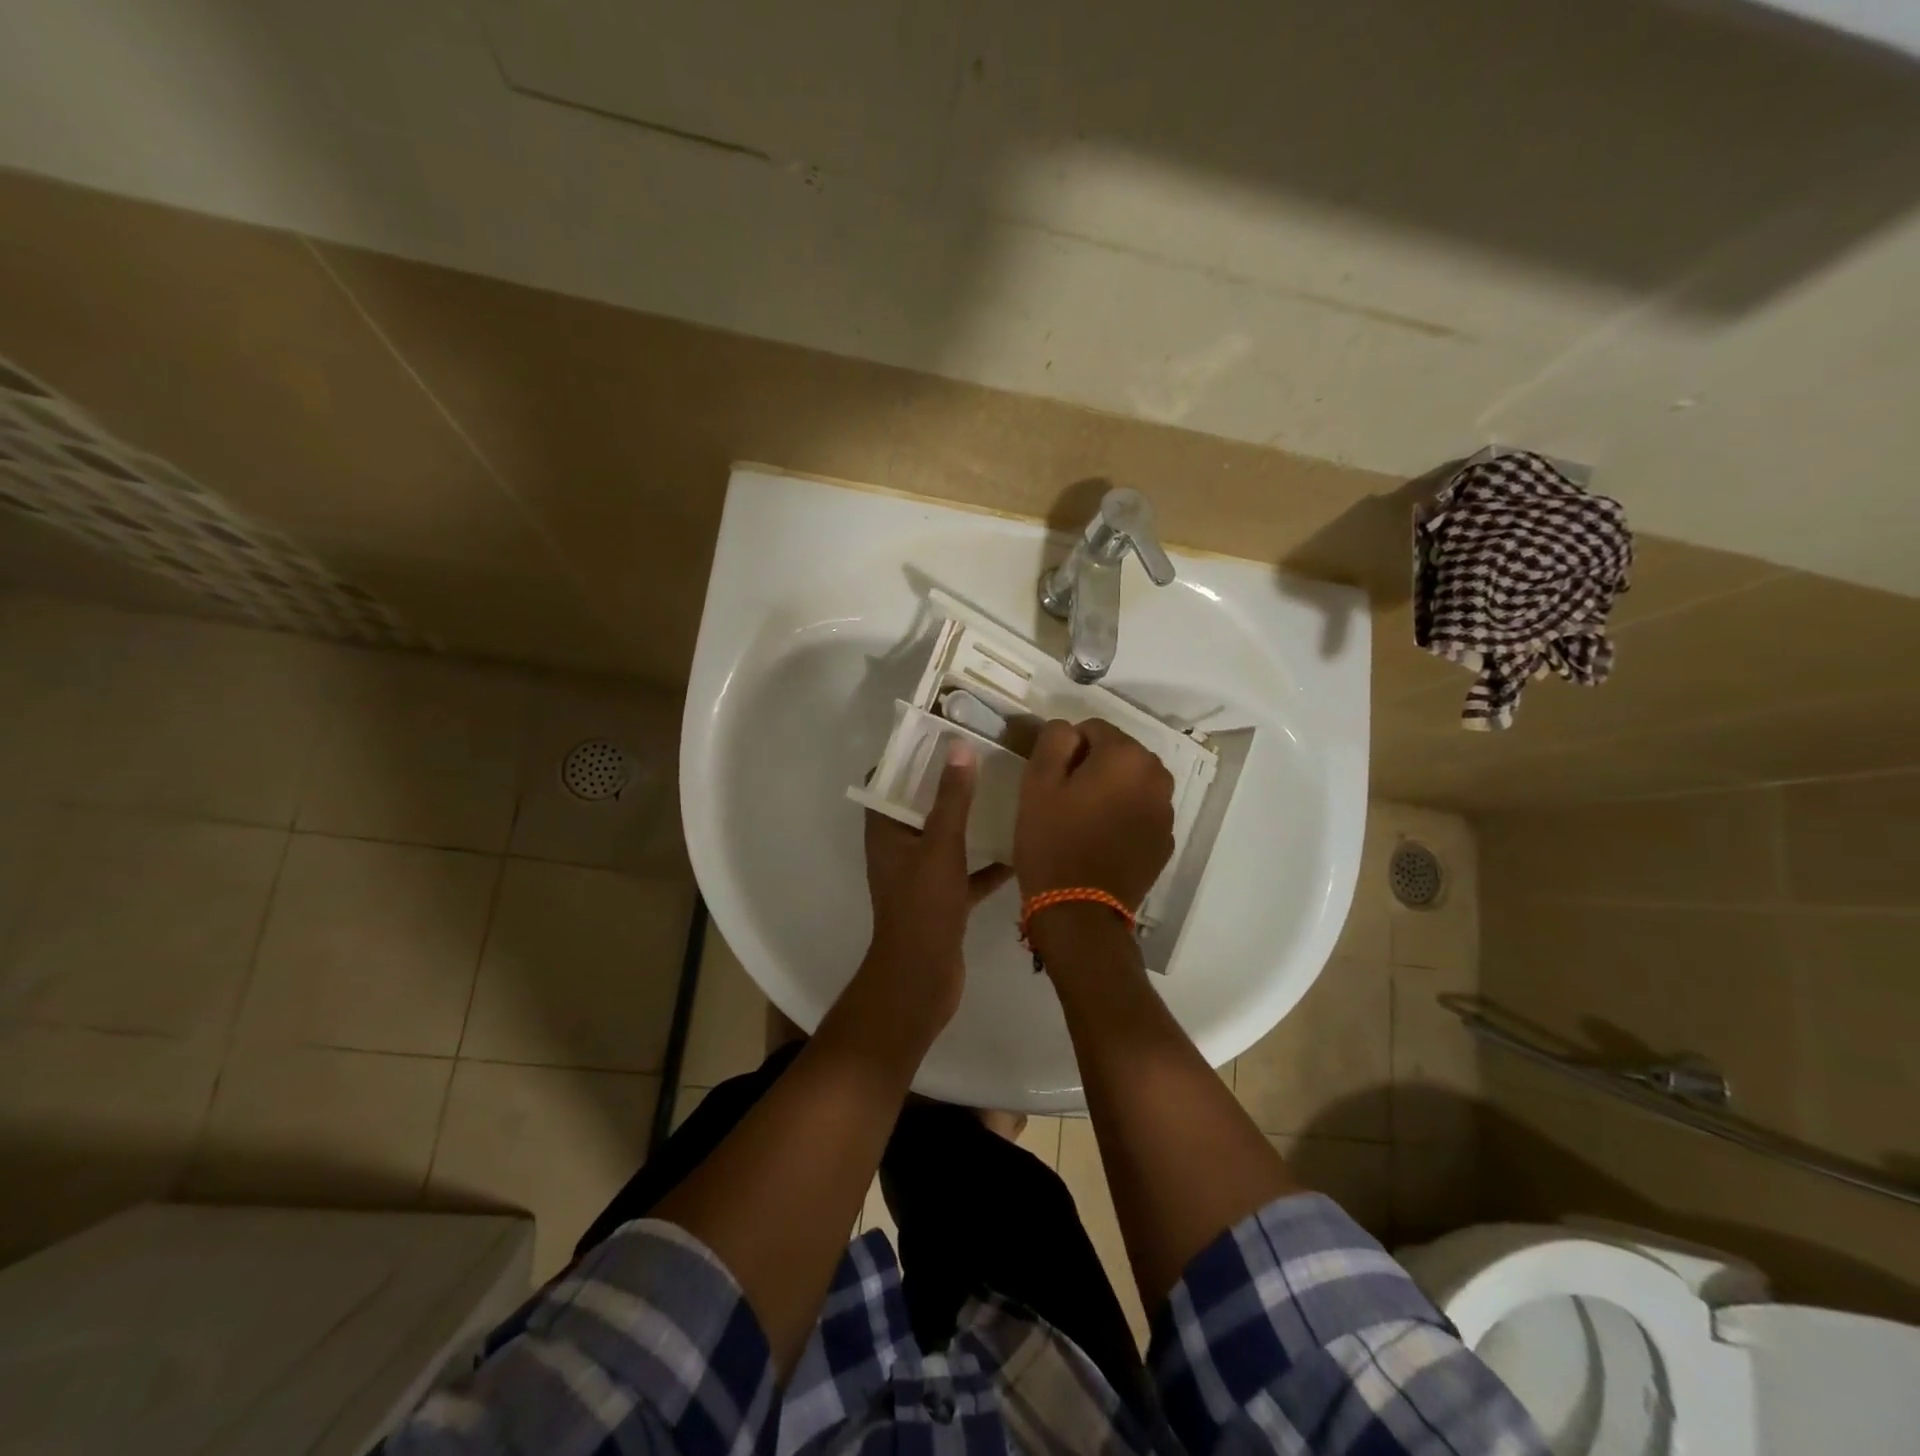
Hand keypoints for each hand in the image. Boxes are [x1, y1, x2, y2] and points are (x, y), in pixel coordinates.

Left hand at [861, 743, 1011, 1034]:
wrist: (922, 978)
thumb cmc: (923, 906)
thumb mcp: (941, 845)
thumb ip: (951, 798)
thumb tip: (958, 747)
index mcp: (885, 831)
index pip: (886, 781)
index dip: (907, 757)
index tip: (939, 735)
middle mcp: (898, 849)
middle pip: (919, 806)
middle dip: (946, 784)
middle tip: (982, 758)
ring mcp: (920, 876)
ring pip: (945, 838)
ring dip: (968, 821)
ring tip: (1002, 794)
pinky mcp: (943, 900)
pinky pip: (965, 872)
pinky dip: (986, 862)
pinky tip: (1019, 849)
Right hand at [1015, 719, 1174, 908]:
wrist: (1079, 911)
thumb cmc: (1053, 841)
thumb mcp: (1038, 781)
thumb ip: (1055, 739)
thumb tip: (1069, 729)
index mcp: (1127, 755)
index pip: (1092, 728)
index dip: (1067, 750)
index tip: (1052, 780)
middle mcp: (1157, 776)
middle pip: (1118, 754)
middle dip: (1093, 767)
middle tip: (1066, 800)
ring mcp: (1166, 811)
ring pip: (1131, 783)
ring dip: (1111, 791)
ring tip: (1083, 821)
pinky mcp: (1165, 841)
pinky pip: (1140, 812)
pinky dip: (1124, 816)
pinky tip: (1101, 841)